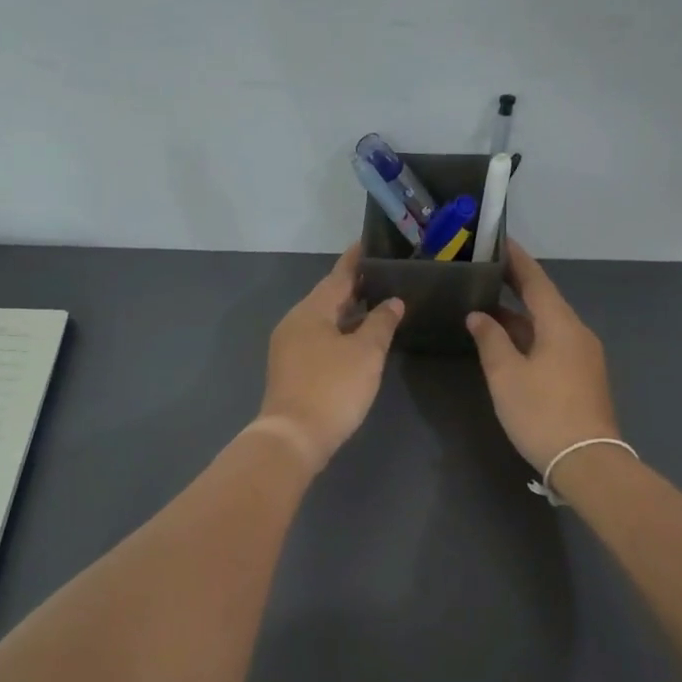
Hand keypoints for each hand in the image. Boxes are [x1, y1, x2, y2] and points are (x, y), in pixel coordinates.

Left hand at [257, 246, 404, 471]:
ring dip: (348, 311)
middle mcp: (295, 322)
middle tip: (383, 274)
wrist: (293, 437)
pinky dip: (339, 331)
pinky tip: (357, 337)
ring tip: (376, 302)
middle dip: (354, 286)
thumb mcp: (365, 354)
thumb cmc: (332, 388)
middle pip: (327, 296)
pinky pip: (319, 337)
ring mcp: (289, 346)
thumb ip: (381, 323)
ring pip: (323, 319)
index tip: (369, 243)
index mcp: (311, 311)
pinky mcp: (291, 368)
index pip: (338, 275)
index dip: (356, 260)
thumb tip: (392, 302)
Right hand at [467, 240, 622, 474]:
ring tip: (486, 306)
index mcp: (561, 325)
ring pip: (547, 324)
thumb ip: (490, 340)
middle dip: (515, 286)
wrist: (587, 461)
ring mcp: (583, 356)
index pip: (536, 281)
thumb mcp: (506, 375)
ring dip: (518, 315)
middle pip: (544, 300)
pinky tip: (507, 342)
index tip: (499, 241)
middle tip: (485, 272)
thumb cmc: (542, 412)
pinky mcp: (582, 377)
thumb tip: (479, 316)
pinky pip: (552, 343)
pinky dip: (529, 335)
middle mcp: (577, 333)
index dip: (516, 260)